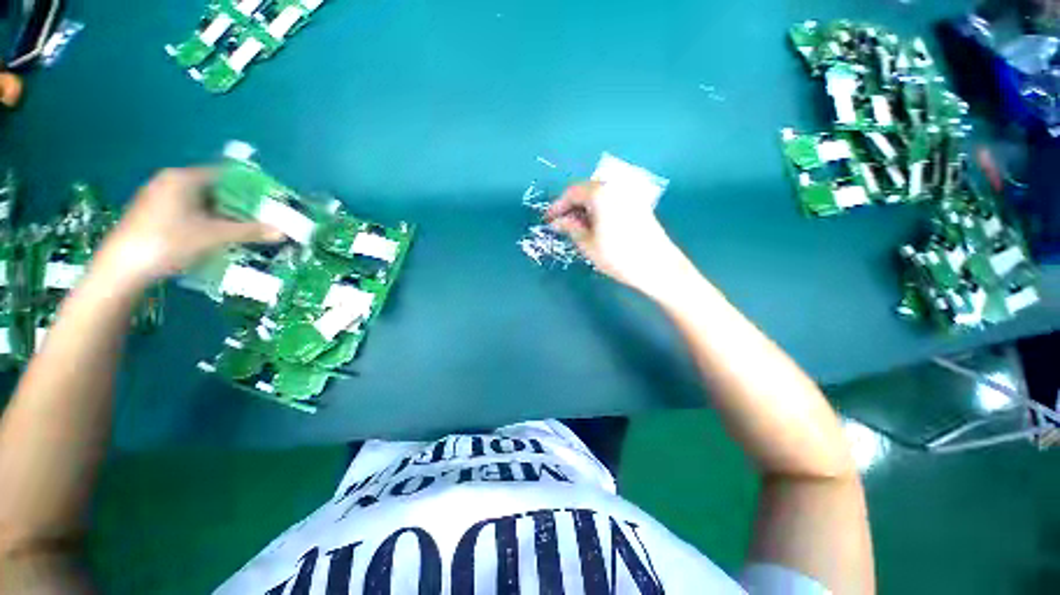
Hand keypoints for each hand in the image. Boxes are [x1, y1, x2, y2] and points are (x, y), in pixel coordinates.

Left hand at [93, 167, 281, 289]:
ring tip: (243, 229)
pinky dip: (205, 221)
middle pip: (212, 189)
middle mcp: (169, 182)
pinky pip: (187, 212)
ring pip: (200, 202)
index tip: (267, 202)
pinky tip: (216, 236)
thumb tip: (281, 231)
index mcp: (182, 178)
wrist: (121, 269)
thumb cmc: (168, 242)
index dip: (248, 187)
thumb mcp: (213, 236)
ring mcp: (158, 199)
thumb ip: (248, 231)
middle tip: (260, 218)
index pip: (224, 175)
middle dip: (237, 204)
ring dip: (222, 215)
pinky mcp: (152, 215)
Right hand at [547, 181, 685, 295]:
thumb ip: (571, 227)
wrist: (658, 266)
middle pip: (586, 190)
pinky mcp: (638, 203)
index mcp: (601, 193)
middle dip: (571, 206)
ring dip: (585, 208)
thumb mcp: (587, 244)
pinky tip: (595, 225)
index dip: (557, 206)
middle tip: (561, 224)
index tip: (548, 220)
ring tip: (576, 227)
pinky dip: (599, 209)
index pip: (572, 192)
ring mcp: (630, 194)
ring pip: (599, 195)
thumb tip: (558, 221)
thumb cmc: (618, 256)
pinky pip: (611, 200)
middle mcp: (616, 186)